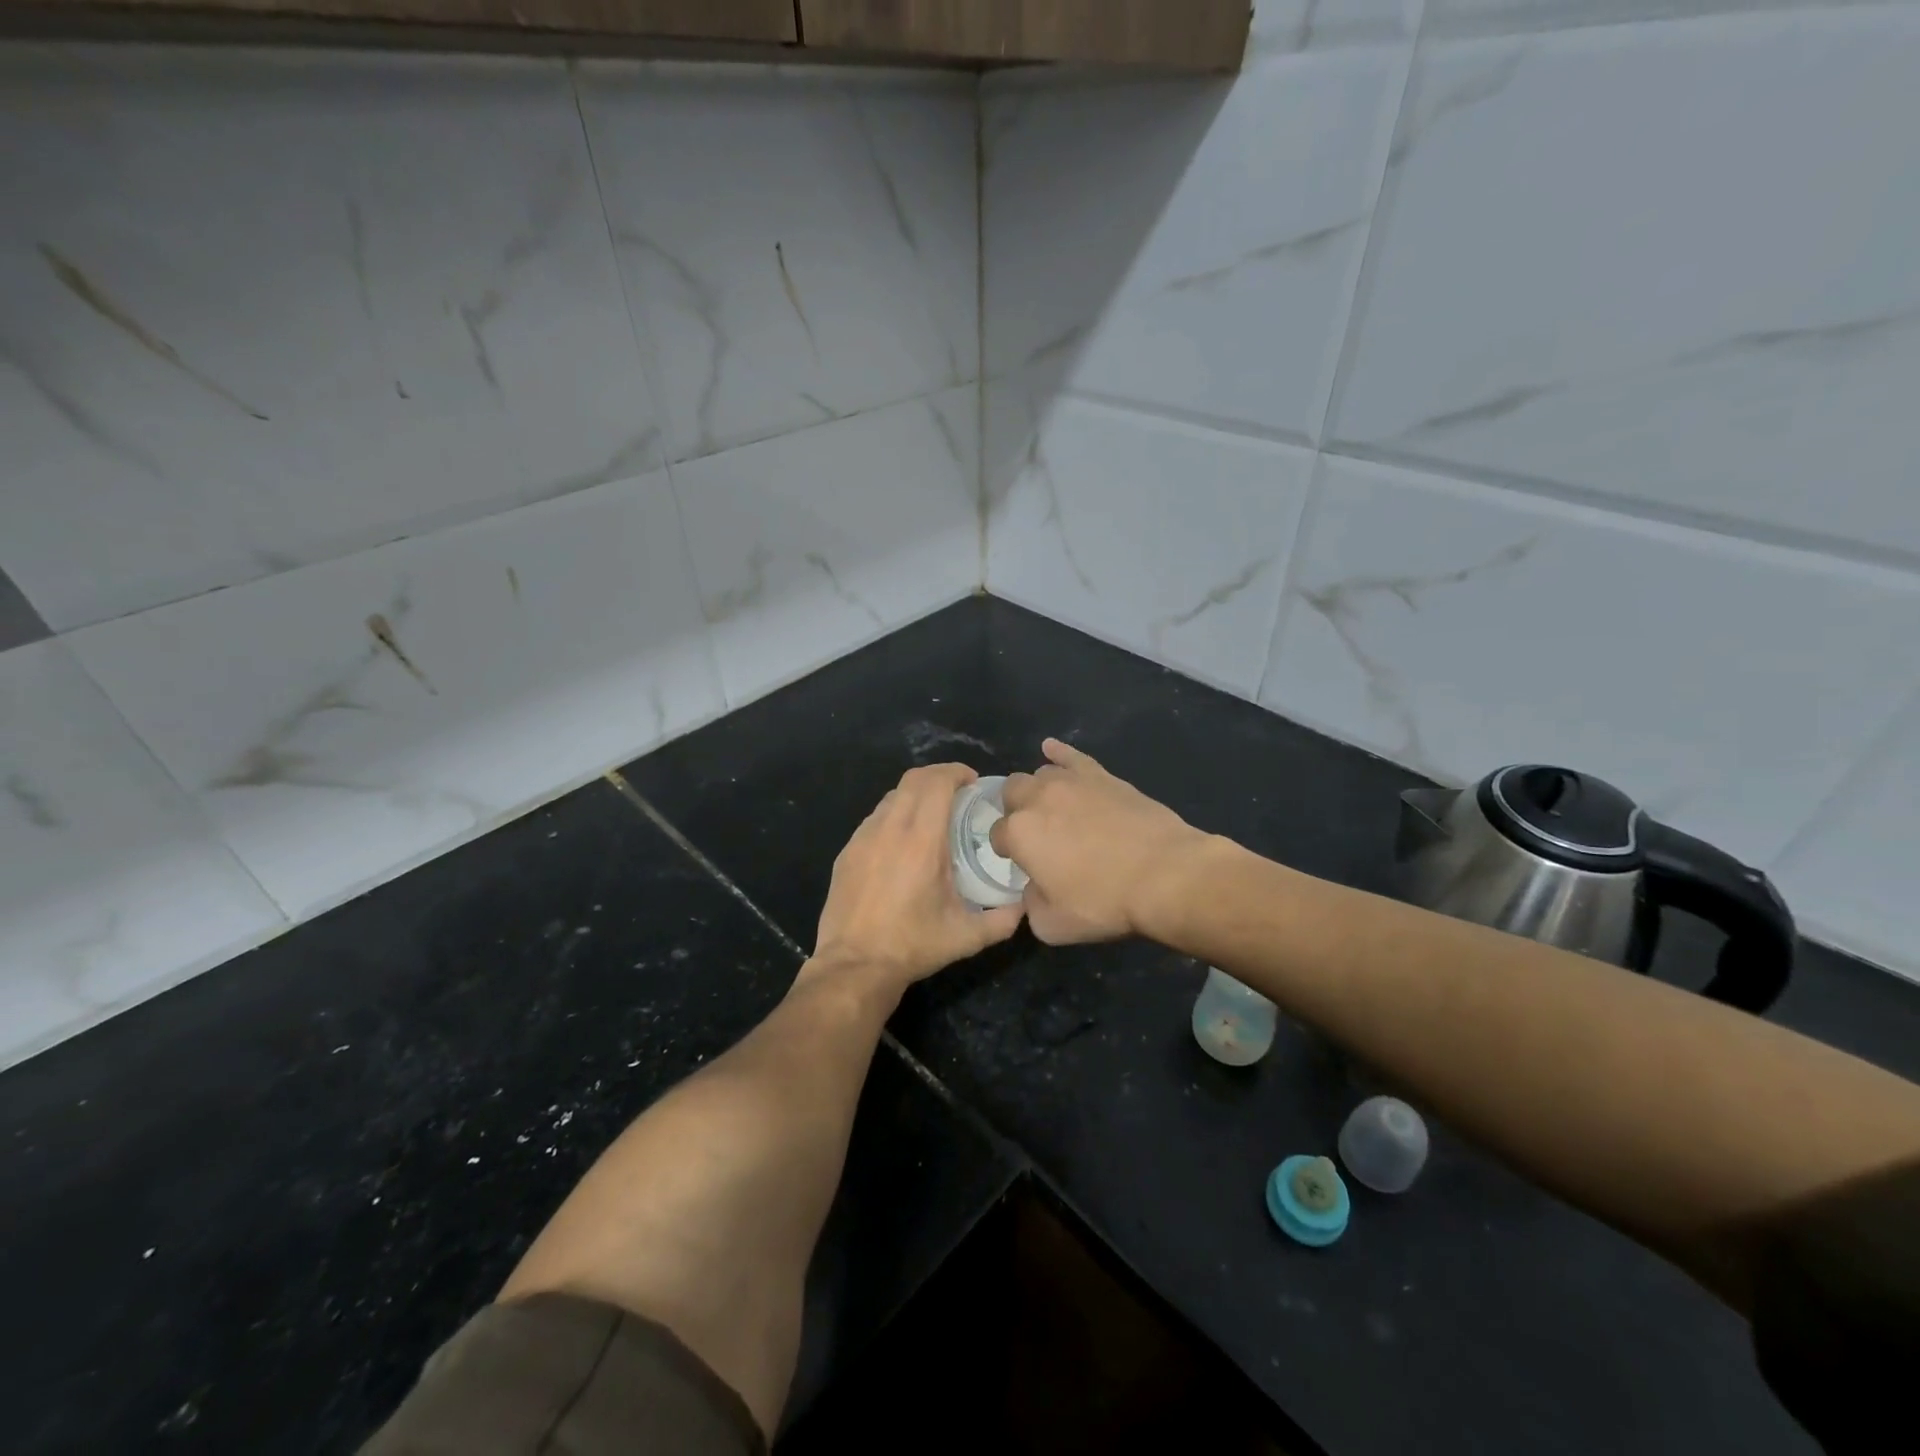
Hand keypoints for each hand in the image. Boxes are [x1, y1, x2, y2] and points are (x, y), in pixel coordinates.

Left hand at [810, 763, 1024, 992]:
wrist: (854, 965)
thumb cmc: (913, 946)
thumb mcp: (966, 937)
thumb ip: (1003, 919)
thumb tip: (1024, 906)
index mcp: (922, 841)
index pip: (936, 783)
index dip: (956, 772)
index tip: (973, 782)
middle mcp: (890, 829)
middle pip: (913, 779)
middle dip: (938, 776)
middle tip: (958, 793)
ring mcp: (863, 838)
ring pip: (892, 797)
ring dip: (915, 795)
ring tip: (932, 816)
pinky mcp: (847, 851)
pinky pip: (875, 819)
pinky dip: (894, 816)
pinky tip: (903, 843)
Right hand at [992, 738, 1208, 943]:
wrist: (1164, 875)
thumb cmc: (1105, 902)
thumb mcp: (1053, 925)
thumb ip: (1030, 905)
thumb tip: (1032, 890)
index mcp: (1019, 833)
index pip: (997, 835)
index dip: (1007, 850)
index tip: (1022, 864)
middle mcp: (1038, 798)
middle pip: (1011, 793)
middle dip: (1015, 810)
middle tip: (1035, 833)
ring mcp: (1071, 782)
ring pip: (1039, 774)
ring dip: (1038, 790)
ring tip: (1053, 808)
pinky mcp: (1101, 775)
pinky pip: (1071, 755)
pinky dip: (1058, 752)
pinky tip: (1050, 750)